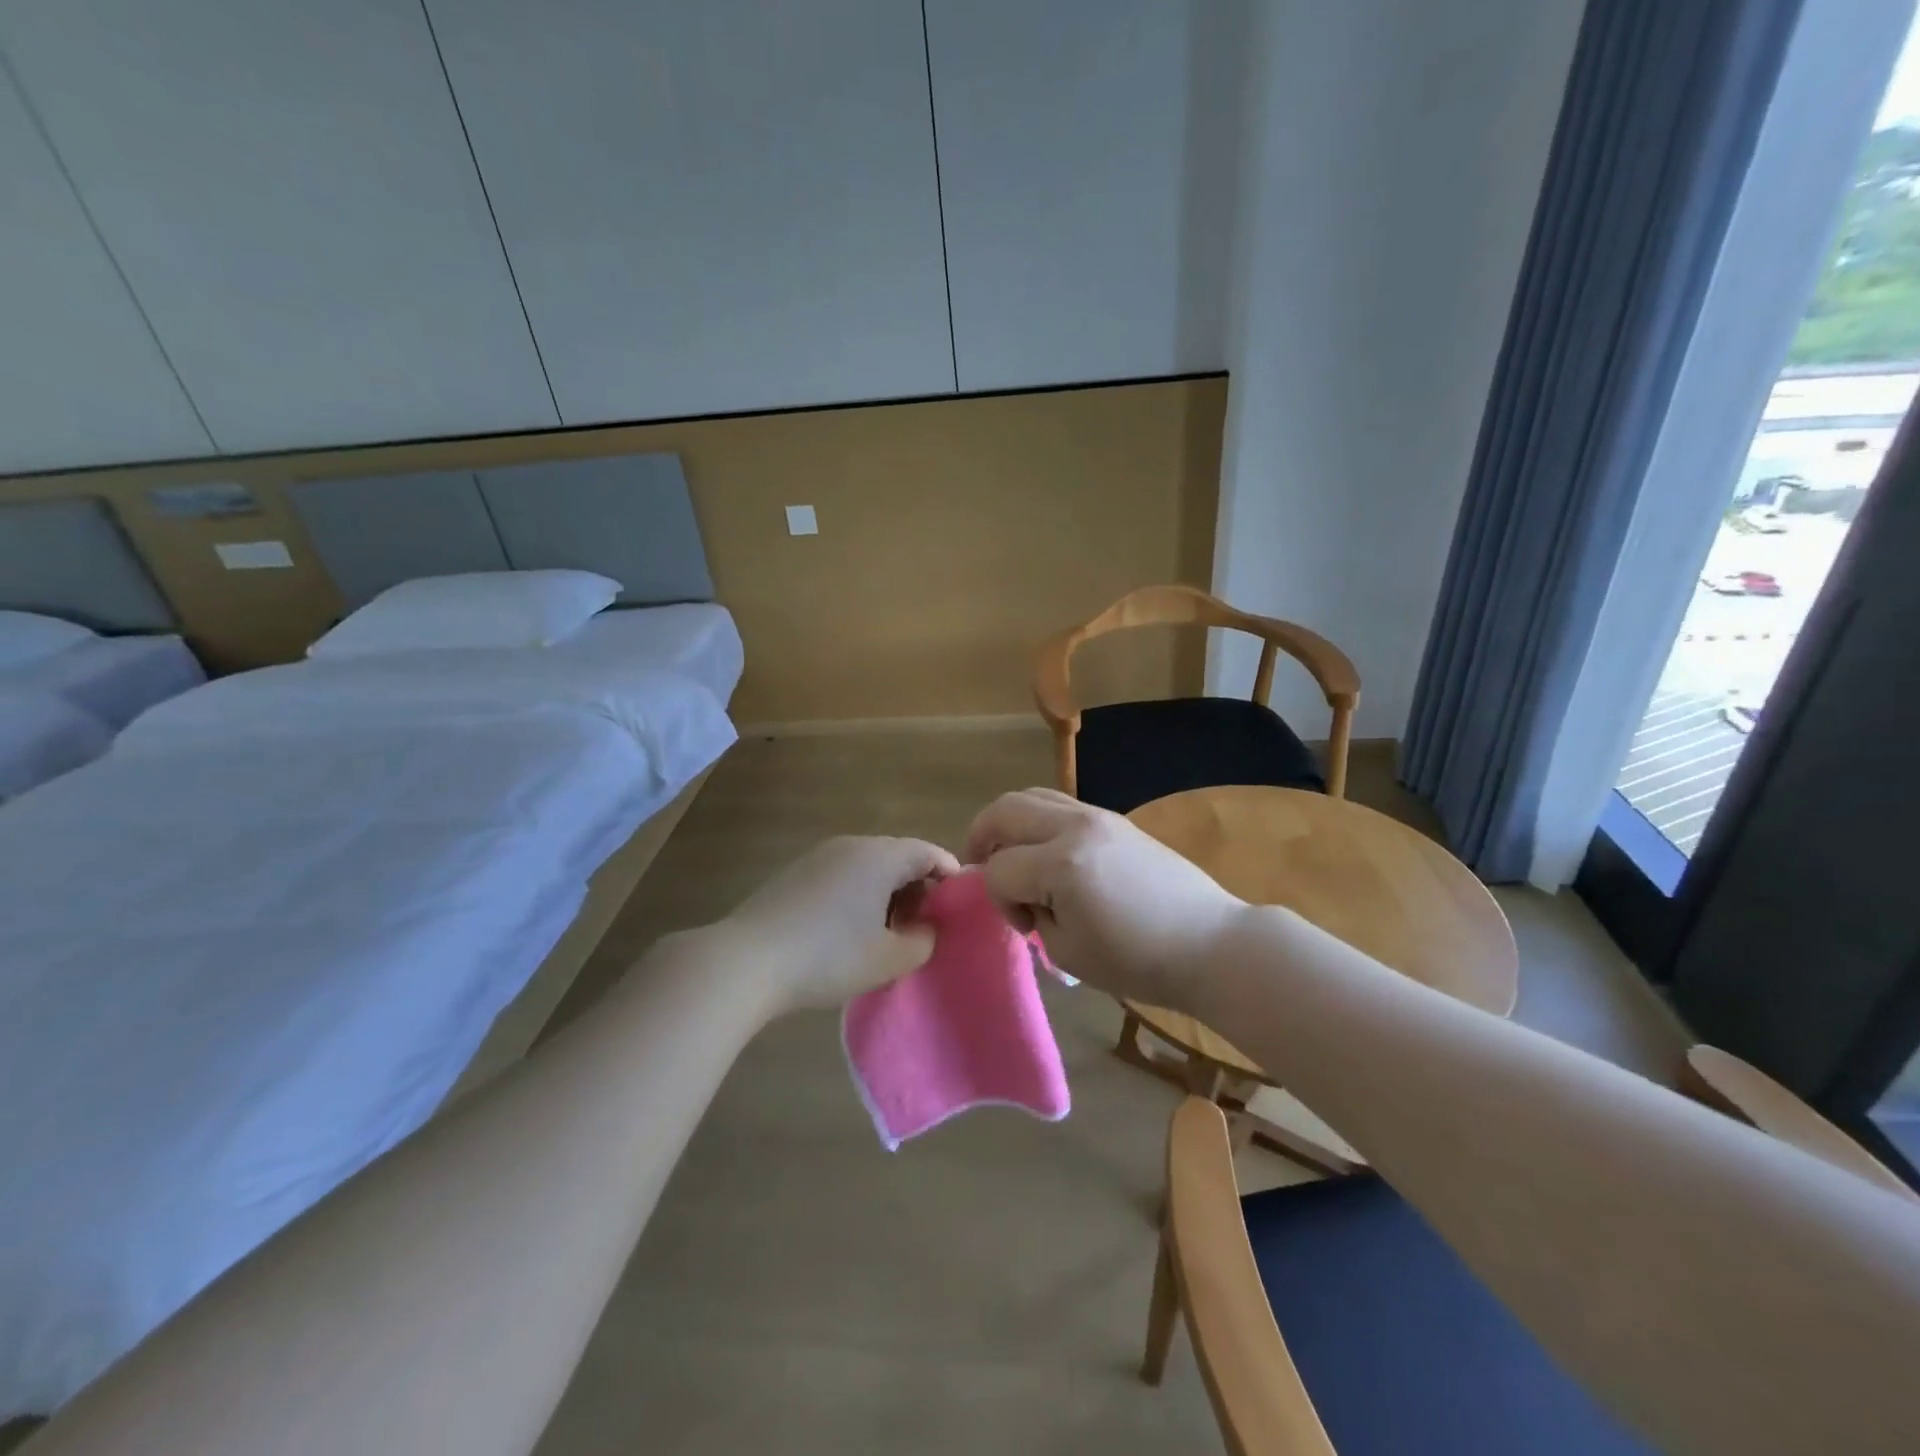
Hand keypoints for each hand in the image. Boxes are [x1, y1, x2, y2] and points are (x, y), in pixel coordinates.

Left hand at [721, 835, 960, 1012]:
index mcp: (881, 856)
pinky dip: (857, 895)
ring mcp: (819, 856)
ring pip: (868, 866)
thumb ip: (922, 942)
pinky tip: (846, 931)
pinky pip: (841, 875)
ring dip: (886, 893)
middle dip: (918, 888)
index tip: (958, 906)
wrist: (746, 961)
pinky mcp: (795, 873)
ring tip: (886, 933)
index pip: (929, 853)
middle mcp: (852, 845)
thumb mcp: (888, 959)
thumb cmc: (828, 957)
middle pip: (898, 856)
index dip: (950, 877)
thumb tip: (925, 930)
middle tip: (922, 926)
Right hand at [965, 788, 1246, 1011]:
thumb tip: (1026, 893)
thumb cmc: (1138, 961)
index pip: (999, 869)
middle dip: (982, 837)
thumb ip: (1033, 914)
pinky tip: (1047, 854)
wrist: (1209, 944)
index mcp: (1061, 864)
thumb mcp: (1068, 951)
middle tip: (980, 866)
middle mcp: (1075, 826)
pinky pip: (1060, 804)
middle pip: (1004, 809)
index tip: (1023, 925)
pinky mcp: (1114, 818)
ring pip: (1031, 796)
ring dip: (1010, 823)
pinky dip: (1038, 822)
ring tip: (1011, 854)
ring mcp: (1098, 815)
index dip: (998, 900)